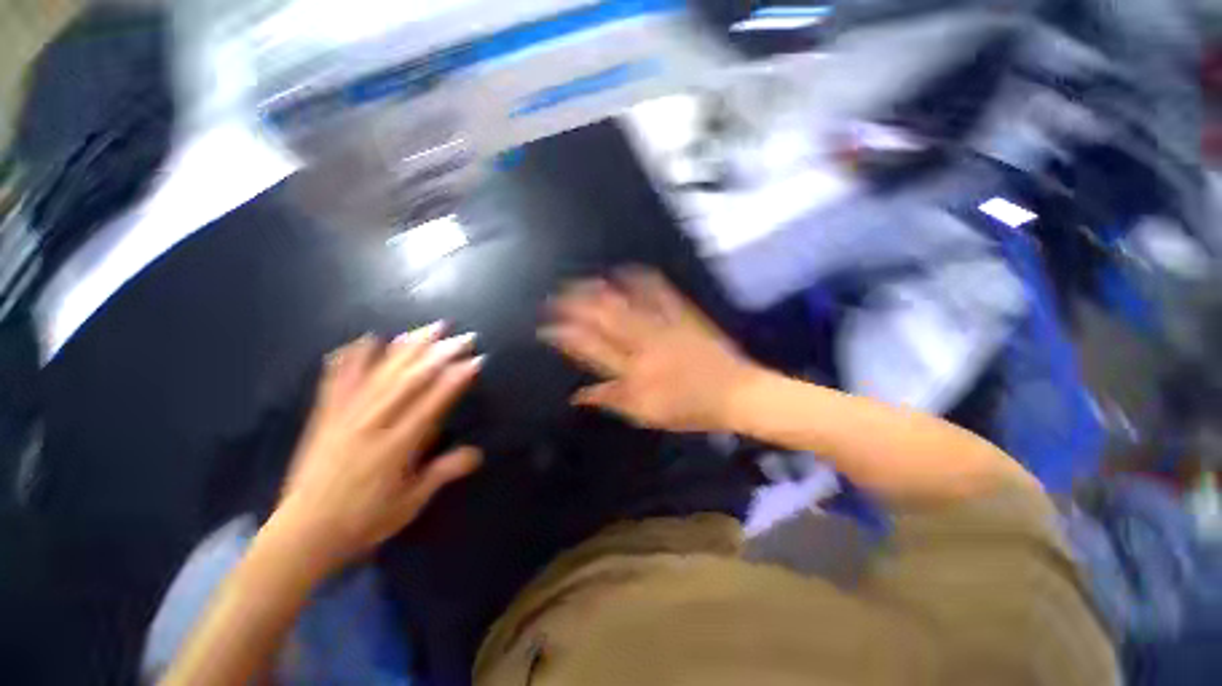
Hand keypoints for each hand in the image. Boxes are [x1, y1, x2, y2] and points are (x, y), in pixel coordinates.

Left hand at [272, 325, 482, 575]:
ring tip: (427, 328)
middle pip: (409, 380)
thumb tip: (478, 453)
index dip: (455, 379)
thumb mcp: (410, 503)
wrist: (302, 534)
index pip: (432, 403)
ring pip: (380, 373)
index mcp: (396, 446)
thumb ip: (443, 473)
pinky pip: (337, 381)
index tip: (475, 360)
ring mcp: (345, 417)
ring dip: (406, 348)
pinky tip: (364, 340)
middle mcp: (371, 424)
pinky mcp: (325, 417)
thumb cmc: (363, 521)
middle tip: (461, 336)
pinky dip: (350, 358)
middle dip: (439, 354)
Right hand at [541, 267, 758, 432]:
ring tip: (580, 280)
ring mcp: (664, 324)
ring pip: (626, 301)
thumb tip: (578, 394)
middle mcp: (644, 342)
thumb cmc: (689, 408)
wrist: (735, 393)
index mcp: (633, 370)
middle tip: (555, 295)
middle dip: (575, 304)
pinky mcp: (683, 314)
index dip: (565, 335)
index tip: (545, 327)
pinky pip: (659, 291)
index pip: (590, 348)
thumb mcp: (646, 414)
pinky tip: (626, 268)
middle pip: (603, 318)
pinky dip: (640, 278)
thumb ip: (610, 400)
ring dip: (600, 289)